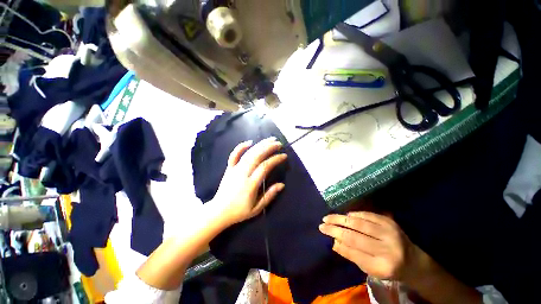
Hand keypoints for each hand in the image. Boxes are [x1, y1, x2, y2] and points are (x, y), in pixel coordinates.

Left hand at [210, 137, 286, 225]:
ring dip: (260, 145)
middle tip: (279, 144)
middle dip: (269, 147)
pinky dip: (241, 147)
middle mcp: (242, 174)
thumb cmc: (239, 211)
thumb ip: (270, 195)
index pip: (265, 167)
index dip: (275, 159)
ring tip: (270, 139)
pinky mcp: (229, 168)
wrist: (219, 211)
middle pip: (257, 156)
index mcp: (250, 184)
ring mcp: (235, 169)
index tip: (284, 156)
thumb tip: (282, 184)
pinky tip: (250, 141)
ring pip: (248, 153)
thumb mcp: (257, 208)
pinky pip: (234, 155)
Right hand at [319, 212, 420, 281]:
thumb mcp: (371, 270)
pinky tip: (345, 216)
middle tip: (322, 224)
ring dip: (341, 219)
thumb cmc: (389, 269)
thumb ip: (353, 256)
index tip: (324, 233)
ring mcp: (389, 233)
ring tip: (328, 217)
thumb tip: (334, 243)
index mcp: (382, 266)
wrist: (414, 261)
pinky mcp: (390, 222)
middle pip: (354, 236)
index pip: (353, 251)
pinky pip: (368, 216)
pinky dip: (354, 215)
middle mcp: (387, 249)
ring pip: (359, 224)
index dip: (337, 241)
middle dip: (335, 229)